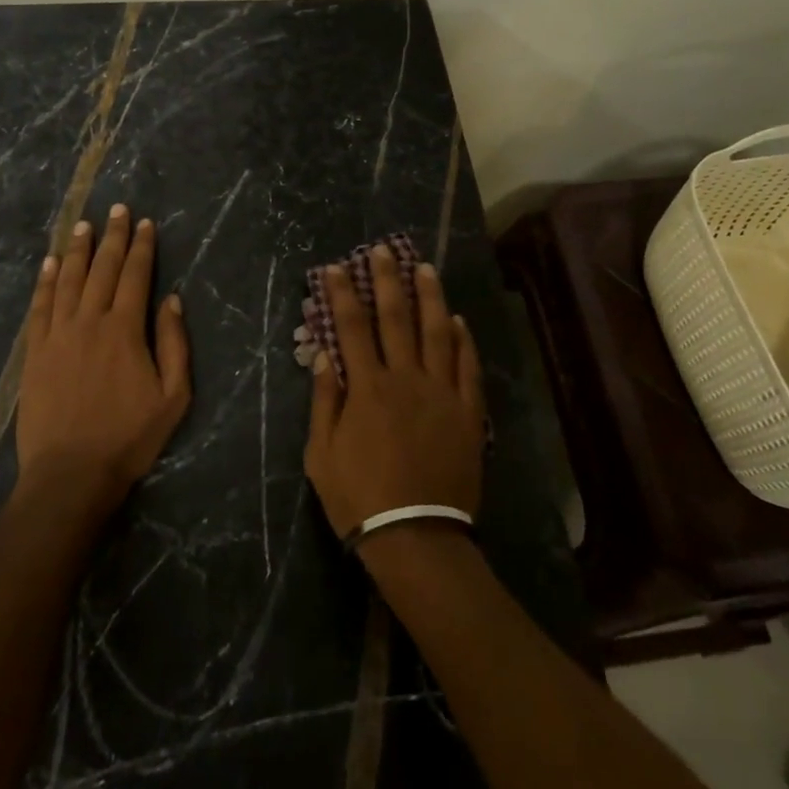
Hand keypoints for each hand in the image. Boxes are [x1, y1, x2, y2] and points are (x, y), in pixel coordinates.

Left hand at [17, 205, 191, 517]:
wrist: (70, 474)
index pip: (135, 275)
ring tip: (83, 224)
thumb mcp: (173, 396)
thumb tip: (172, 299)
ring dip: (76, 249)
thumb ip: (174, 344)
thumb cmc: (129, 437)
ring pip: (67, 280)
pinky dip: (45, 282)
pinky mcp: (35, 353)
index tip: (144, 222)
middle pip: (102, 269)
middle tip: (116, 209)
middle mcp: (89, 321)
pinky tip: (48, 264)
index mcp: (125, 329)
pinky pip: (40, 307)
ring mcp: (57, 335)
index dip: (141, 247)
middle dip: (111, 236)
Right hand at [304, 245, 483, 541]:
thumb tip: (324, 355)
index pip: (352, 326)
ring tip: (425, 268)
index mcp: (367, 387)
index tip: (335, 267)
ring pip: (437, 332)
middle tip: (384, 250)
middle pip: (395, 318)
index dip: (342, 293)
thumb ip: (324, 401)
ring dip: (430, 297)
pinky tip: (459, 320)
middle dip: (387, 280)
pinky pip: (468, 367)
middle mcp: (405, 378)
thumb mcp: (321, 455)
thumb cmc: (360, 498)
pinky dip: (464, 341)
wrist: (416, 537)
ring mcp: (441, 393)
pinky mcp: (468, 412)